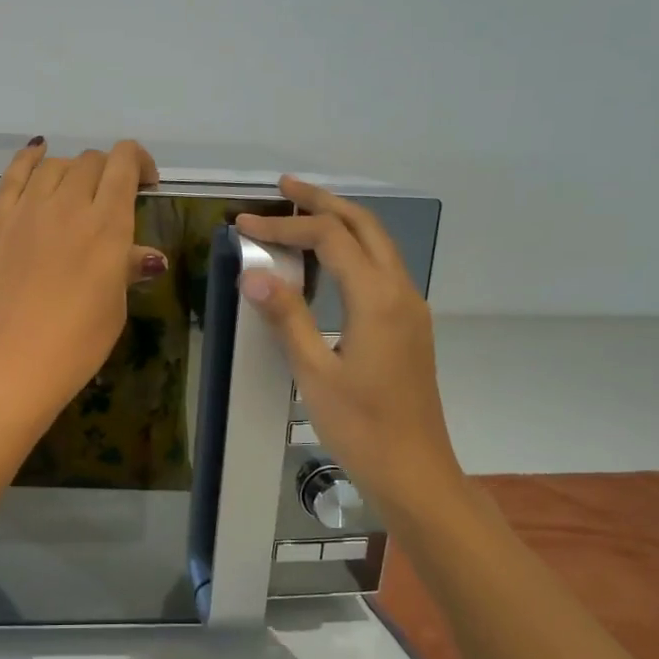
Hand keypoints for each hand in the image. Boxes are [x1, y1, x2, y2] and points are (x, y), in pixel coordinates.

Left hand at [0, 139, 162, 432]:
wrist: (13, 360)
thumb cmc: (77, 342)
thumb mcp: (114, 305)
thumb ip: (127, 268)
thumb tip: (148, 257)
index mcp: (107, 224)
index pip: (124, 163)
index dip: (138, 162)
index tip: (145, 184)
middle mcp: (69, 204)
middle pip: (91, 161)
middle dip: (108, 171)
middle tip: (110, 197)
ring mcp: (28, 209)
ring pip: (54, 164)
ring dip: (72, 170)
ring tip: (75, 190)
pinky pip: (14, 173)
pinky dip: (30, 158)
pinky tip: (37, 152)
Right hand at [235, 178, 461, 517]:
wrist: (415, 472)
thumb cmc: (362, 427)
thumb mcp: (314, 373)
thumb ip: (287, 317)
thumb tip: (253, 273)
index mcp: (377, 299)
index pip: (329, 239)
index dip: (285, 226)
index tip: (244, 225)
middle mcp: (401, 292)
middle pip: (365, 226)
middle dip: (324, 201)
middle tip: (284, 187)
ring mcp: (411, 309)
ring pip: (379, 245)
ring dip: (342, 222)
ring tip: (303, 214)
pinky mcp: (410, 326)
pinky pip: (382, 269)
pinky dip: (354, 250)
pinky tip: (329, 263)